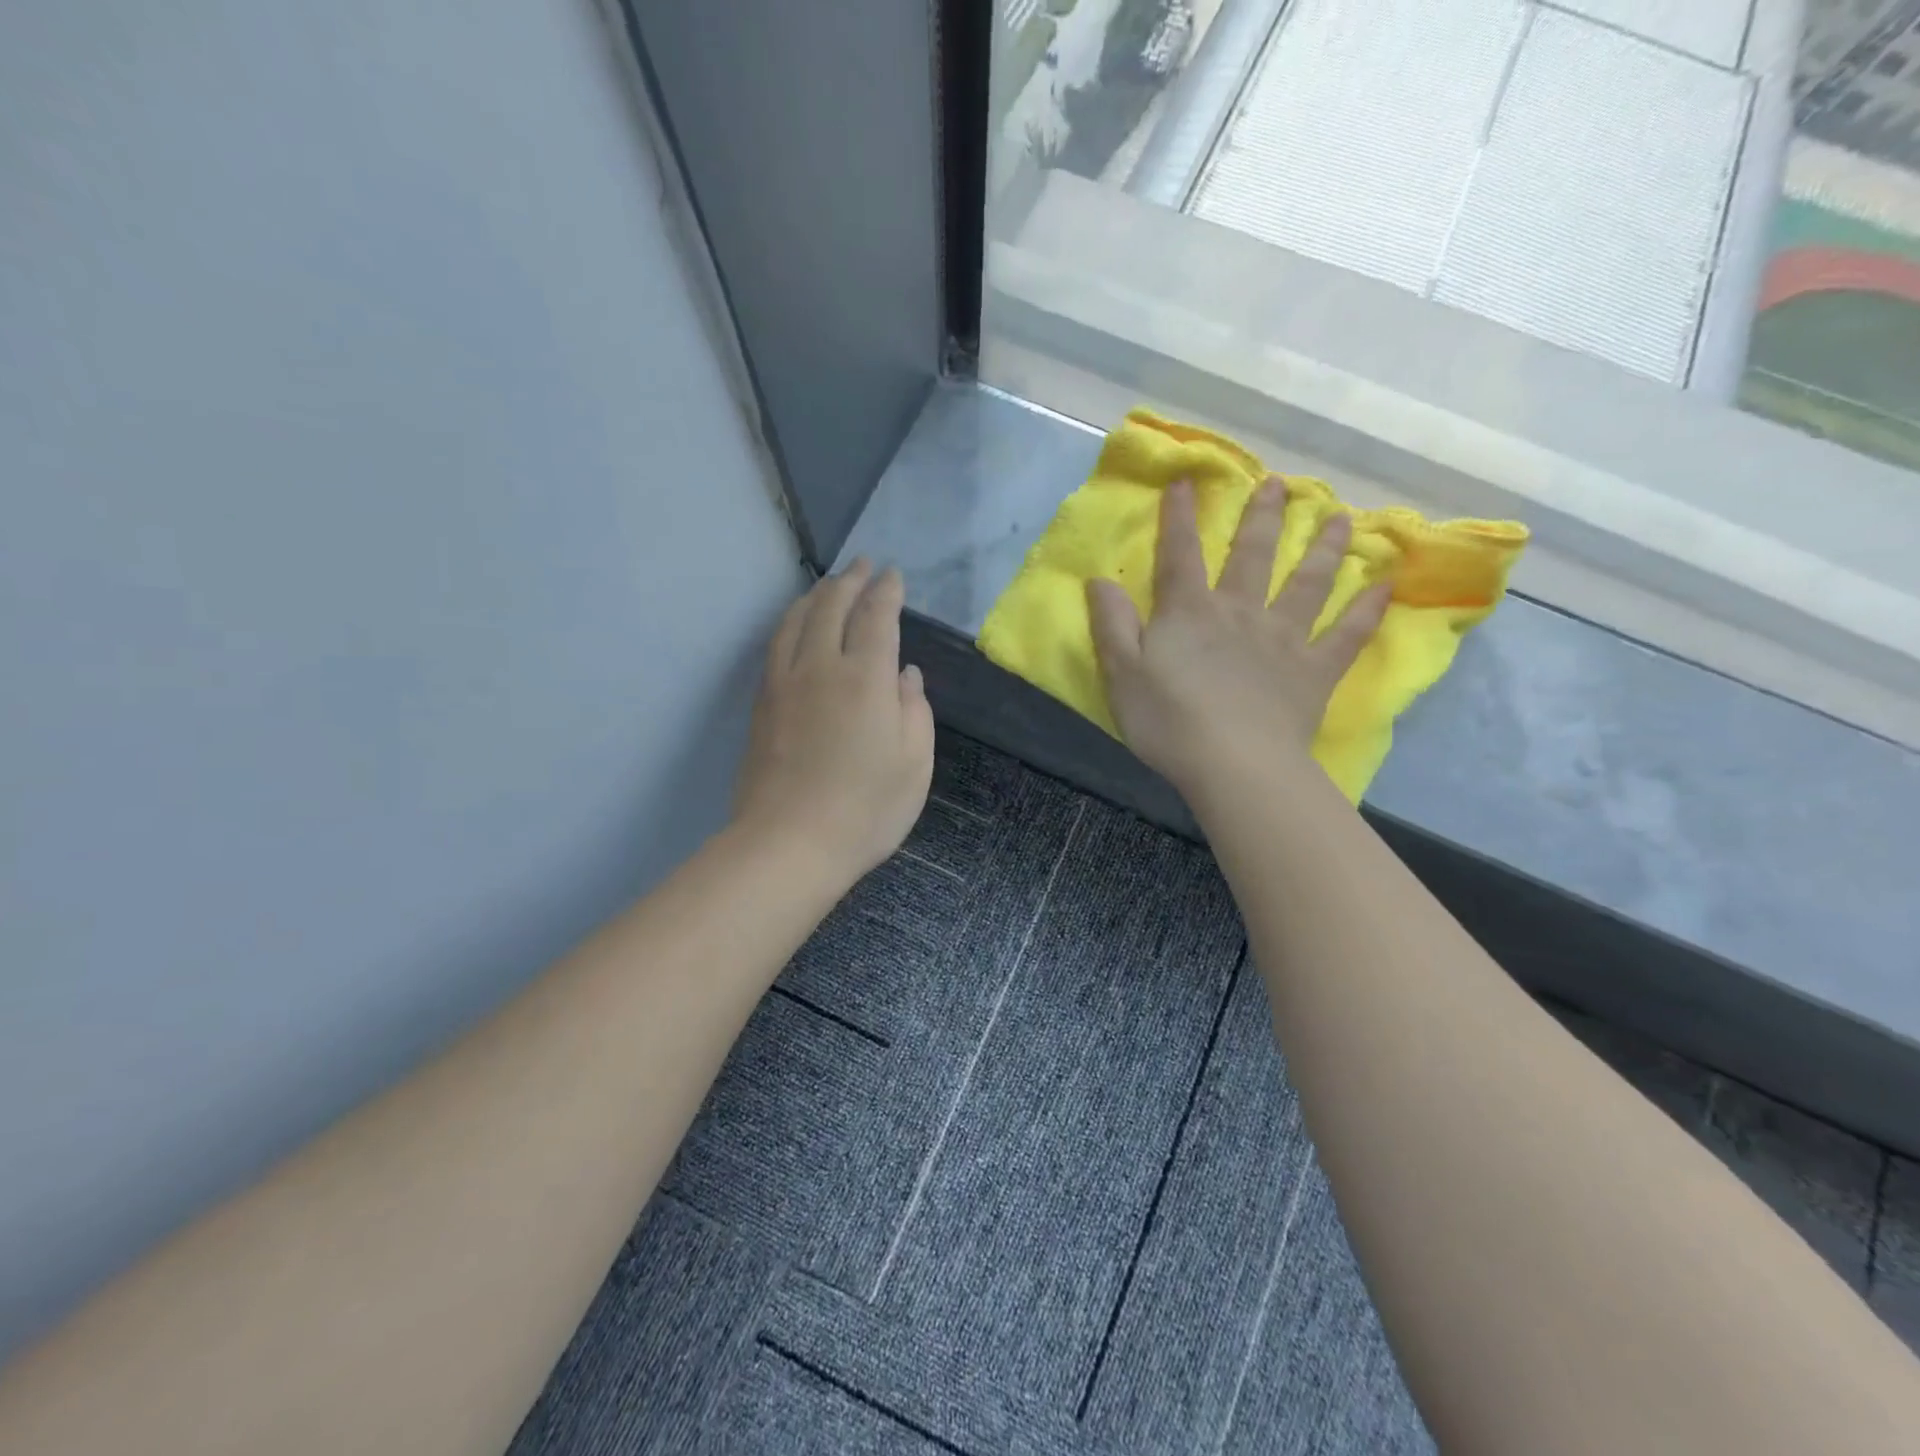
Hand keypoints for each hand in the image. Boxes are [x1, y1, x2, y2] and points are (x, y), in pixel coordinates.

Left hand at [733, 560, 934, 881]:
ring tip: (830, 585)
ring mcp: (784, 682)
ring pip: (797, 619)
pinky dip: (791, 621)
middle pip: (832, 606)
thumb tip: (905, 674)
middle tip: (864, 565)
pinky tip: (797, 624)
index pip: (877, 616)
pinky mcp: (762, 703)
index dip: (887, 591)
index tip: (893, 575)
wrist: (789, 843)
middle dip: (851, 580)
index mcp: (867, 678)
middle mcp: (822, 666)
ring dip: (817, 594)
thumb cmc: (866, 809)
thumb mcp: (915, 764)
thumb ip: (915, 710)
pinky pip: (776, 644)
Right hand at [1087, 476, 1388, 799]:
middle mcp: (1240, 612)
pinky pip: (1347, 635)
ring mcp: (1283, 639)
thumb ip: (1111, 624)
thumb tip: (1098, 580)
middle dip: (1262, 517)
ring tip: (1339, 517)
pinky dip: (1367, 610)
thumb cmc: (1169, 721)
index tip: (1185, 481)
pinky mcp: (1314, 671)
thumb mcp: (1121, 673)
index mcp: (1190, 613)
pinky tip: (1385, 585)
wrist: (1234, 764)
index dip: (1180, 517)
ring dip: (1323, 548)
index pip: (1181, 554)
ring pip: (1307, 583)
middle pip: (1252, 555)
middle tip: (1278, 483)